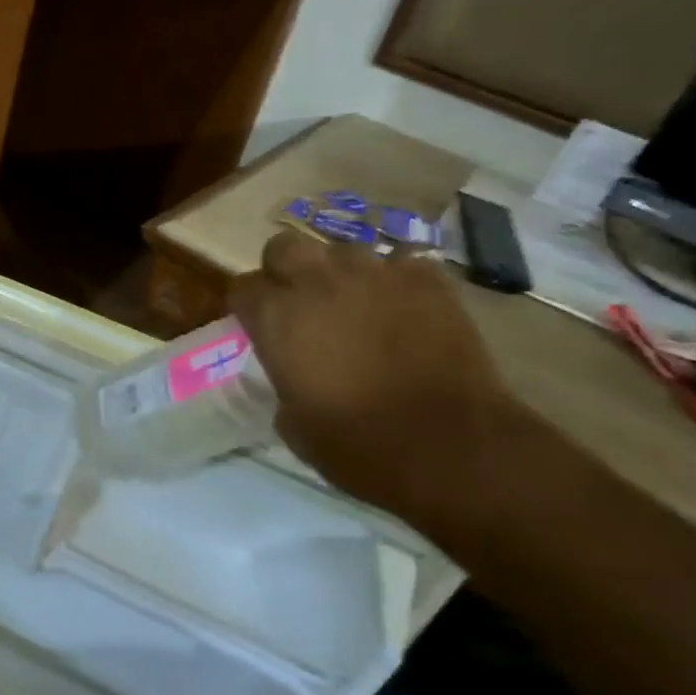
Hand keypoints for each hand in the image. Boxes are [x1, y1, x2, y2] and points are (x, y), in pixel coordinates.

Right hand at [229, 230, 519, 540]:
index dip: (248, 306)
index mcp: (277, 316)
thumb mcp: (293, 425)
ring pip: (342, 250)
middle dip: (285, 268)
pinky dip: (395, 280)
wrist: (453, 447)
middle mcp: (317, 281)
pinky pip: (399, 262)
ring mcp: (374, 273)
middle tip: (300, 301)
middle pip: (284, 247)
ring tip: (355, 302)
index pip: (242, 287)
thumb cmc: (360, 446)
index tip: (257, 325)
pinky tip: (403, 306)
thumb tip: (292, 371)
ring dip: (340, 273)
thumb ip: (282, 382)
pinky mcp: (425, 278)